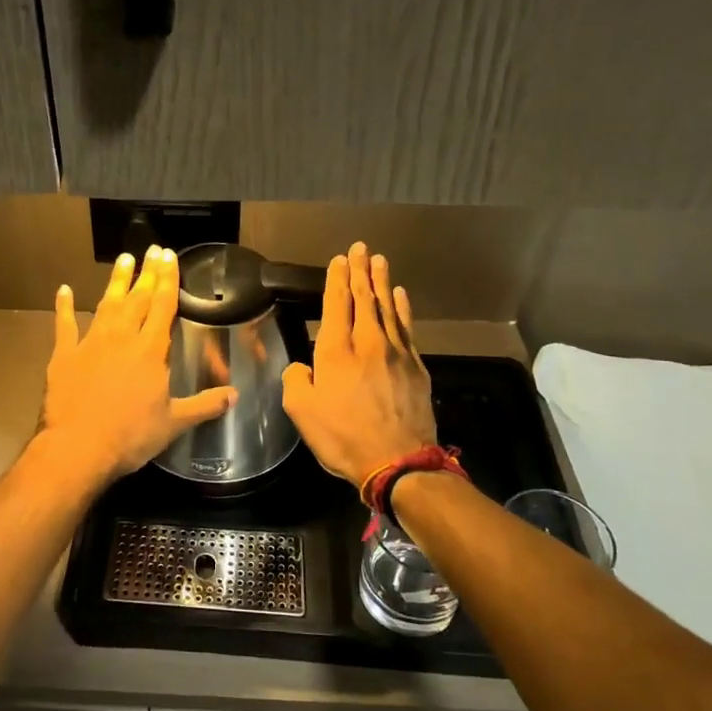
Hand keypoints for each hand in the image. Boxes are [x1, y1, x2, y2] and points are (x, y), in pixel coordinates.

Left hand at [37, 246, 236, 484]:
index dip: (168, 280)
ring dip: (116, 281)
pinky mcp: (64, 355)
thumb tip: (235, 395)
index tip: (170, 256)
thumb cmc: (130, 436)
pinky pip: (65, 324)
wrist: (77, 447)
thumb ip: (204, 406)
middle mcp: (122, 337)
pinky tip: (63, 290)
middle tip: (153, 249)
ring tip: (124, 259)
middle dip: (147, 273)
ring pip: (107, 304)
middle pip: (137, 298)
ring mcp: (90, 343)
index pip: (163, 306)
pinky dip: (64, 307)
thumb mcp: (173, 423)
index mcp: (150, 351)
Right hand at [281, 241, 437, 487]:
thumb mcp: (301, 412)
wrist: (398, 461)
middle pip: (363, 298)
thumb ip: (296, 381)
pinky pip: (407, 327)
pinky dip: (402, 308)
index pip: (335, 305)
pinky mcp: (416, 367)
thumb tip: (302, 368)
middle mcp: (366, 343)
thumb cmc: (343, 437)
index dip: (336, 281)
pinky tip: (400, 295)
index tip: (339, 260)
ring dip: (382, 282)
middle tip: (361, 248)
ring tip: (379, 261)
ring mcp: (395, 353)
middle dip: (360, 271)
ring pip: (387, 308)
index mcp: (335, 351)